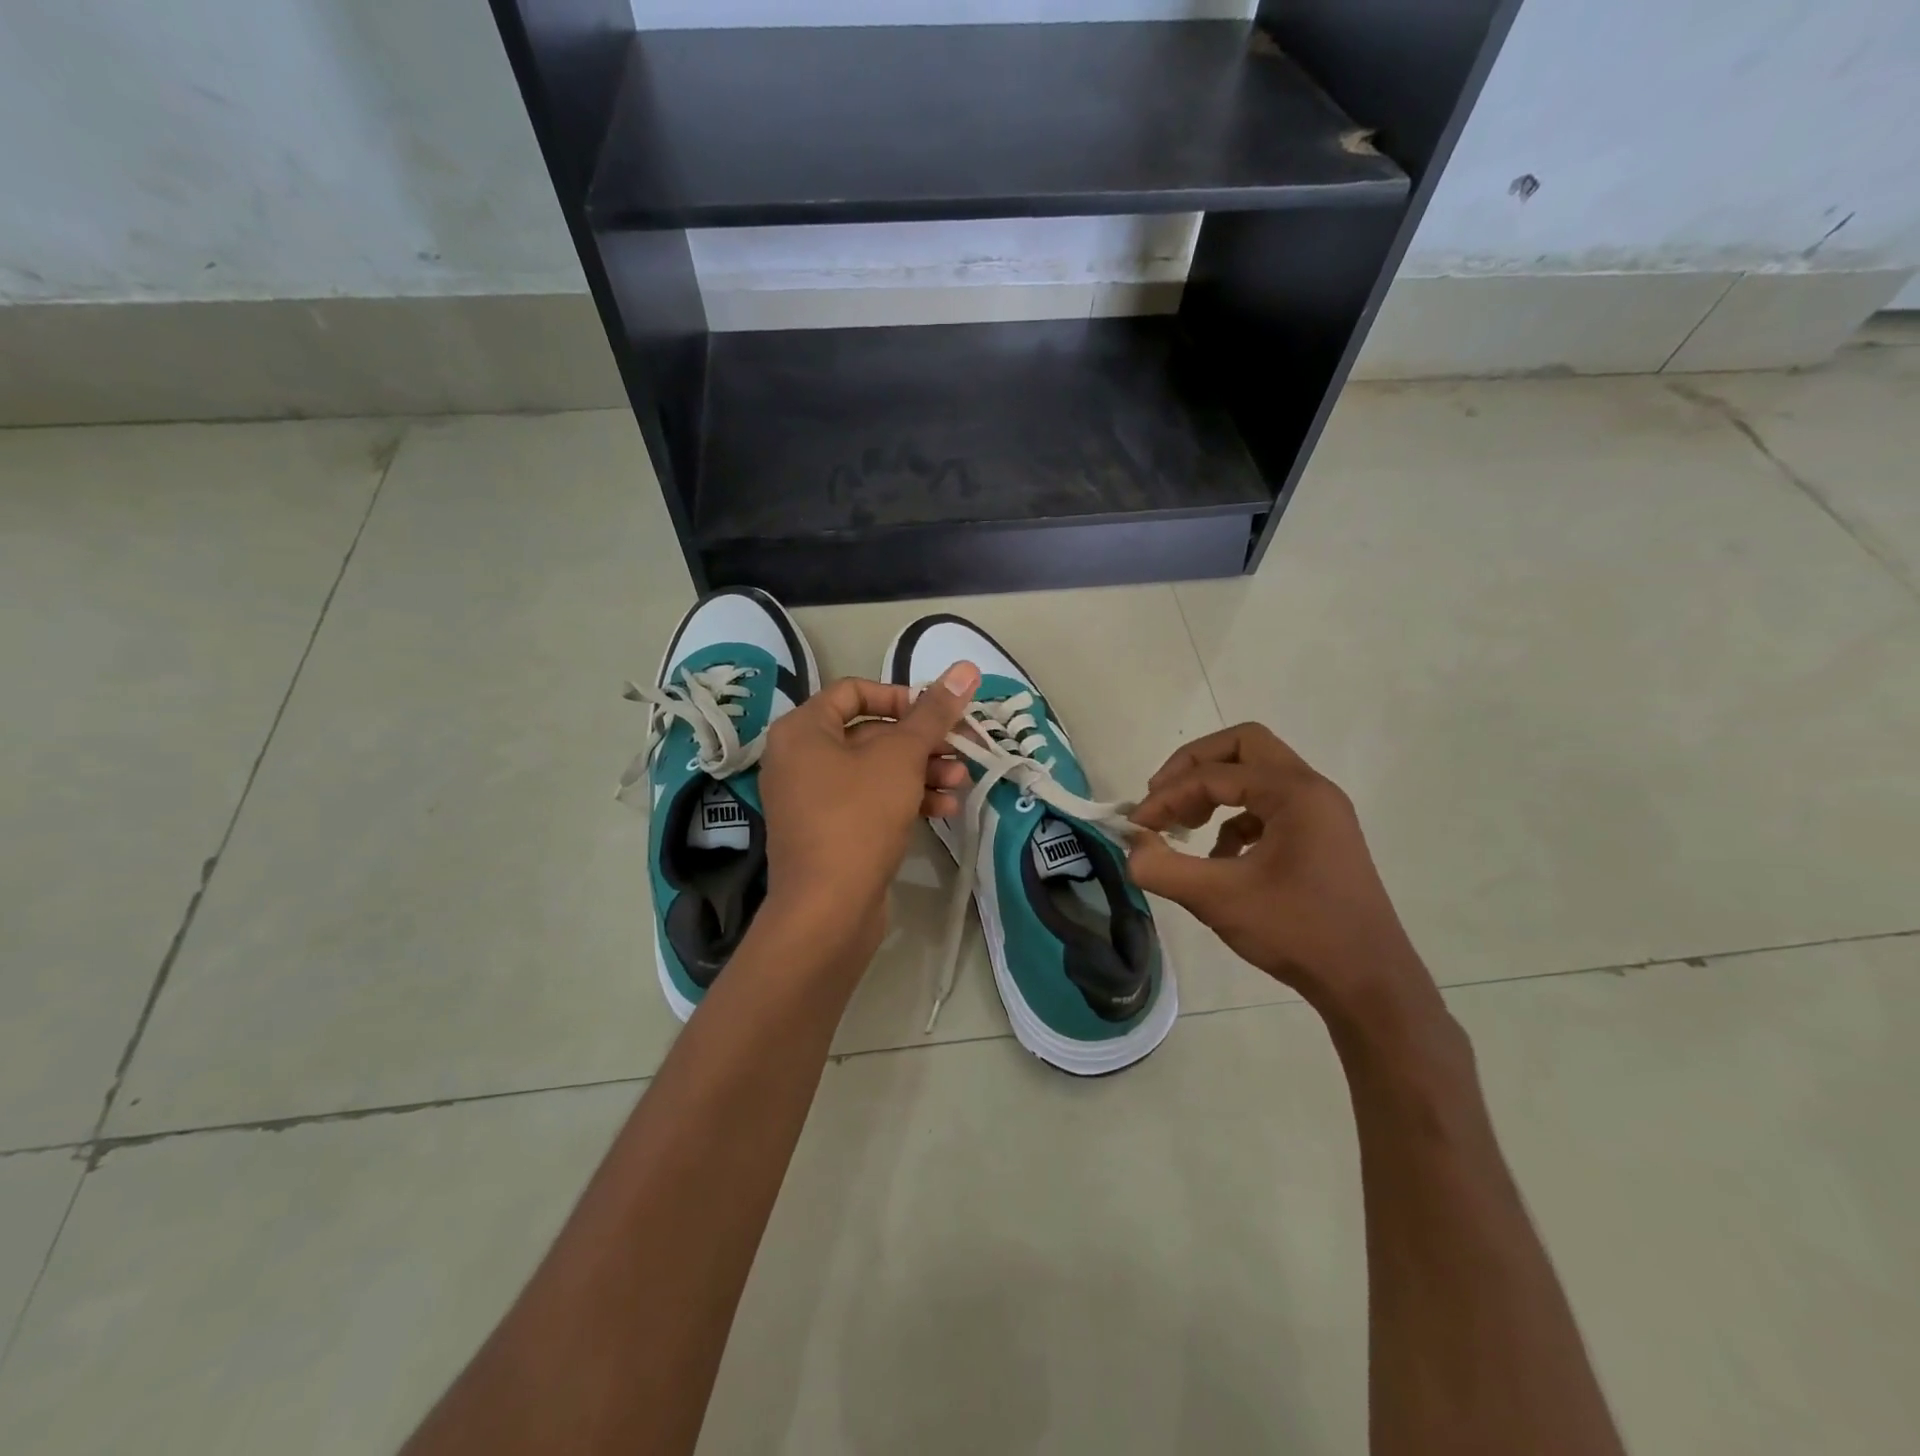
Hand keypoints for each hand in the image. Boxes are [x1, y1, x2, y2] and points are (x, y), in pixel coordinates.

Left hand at [757, 663, 979, 956]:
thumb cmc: (858, 817)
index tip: (938, 713)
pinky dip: (906, 799)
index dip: (901, 696)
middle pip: (871, 733)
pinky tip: (944, 810)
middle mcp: (800, 759)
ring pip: (876, 771)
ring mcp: (813, 799)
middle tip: (963, 748)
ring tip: (961, 782)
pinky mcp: (831, 832)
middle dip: (922, 741)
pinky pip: (871, 802)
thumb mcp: (901, 757)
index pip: (854, 691)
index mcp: (803, 730)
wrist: (827, 910)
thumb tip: (966, 668)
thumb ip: (934, 713)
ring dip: (922, 771)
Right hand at [1127, 724, 1438, 1028]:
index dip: (1167, 795)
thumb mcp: (1218, 899)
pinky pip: (1267, 808)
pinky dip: (1234, 820)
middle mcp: (1311, 790)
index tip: (1138, 825)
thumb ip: (1163, 868)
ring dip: (1214, 790)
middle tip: (1163, 797)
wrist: (1368, 983)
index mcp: (1294, 792)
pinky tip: (1218, 858)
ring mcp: (1320, 813)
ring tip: (1184, 827)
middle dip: (1193, 766)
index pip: (1213, 774)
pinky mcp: (1319, 838)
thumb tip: (1131, 847)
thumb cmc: (1297, 932)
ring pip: (1256, 774)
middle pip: (1242, 747)